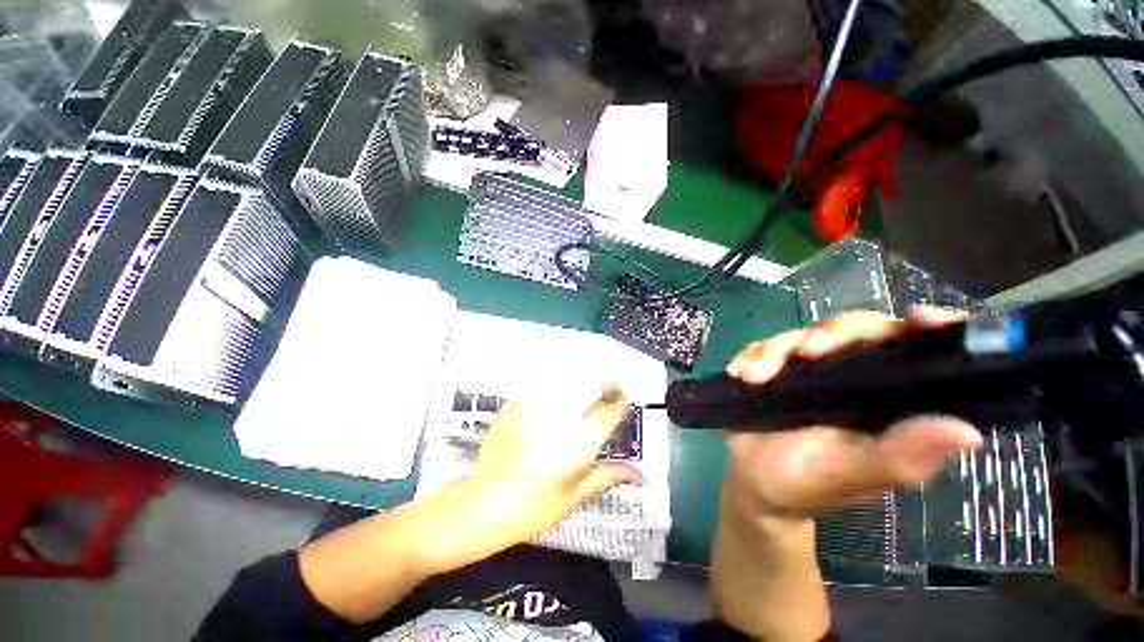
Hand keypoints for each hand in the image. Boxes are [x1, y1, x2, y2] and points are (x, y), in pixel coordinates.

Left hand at [465, 381, 641, 543]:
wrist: (481, 504)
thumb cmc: (532, 508)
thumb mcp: (575, 495)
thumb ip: (609, 475)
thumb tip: (642, 473)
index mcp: (575, 445)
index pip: (609, 413)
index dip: (621, 404)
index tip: (625, 404)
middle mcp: (556, 418)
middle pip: (591, 385)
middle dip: (607, 385)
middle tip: (613, 392)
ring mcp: (533, 405)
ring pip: (570, 378)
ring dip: (586, 382)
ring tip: (591, 392)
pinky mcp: (516, 401)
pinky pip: (547, 383)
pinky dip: (562, 385)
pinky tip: (563, 396)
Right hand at [723, 307, 983, 519]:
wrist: (753, 482)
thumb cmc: (806, 484)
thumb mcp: (850, 475)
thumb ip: (899, 457)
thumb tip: (969, 432)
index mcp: (889, 403)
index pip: (918, 354)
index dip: (927, 331)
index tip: (922, 318)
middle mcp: (855, 379)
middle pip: (856, 329)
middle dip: (829, 335)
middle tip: (802, 355)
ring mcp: (811, 371)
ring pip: (802, 334)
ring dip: (773, 351)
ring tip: (752, 378)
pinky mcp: (775, 369)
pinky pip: (764, 345)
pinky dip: (750, 354)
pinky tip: (737, 373)